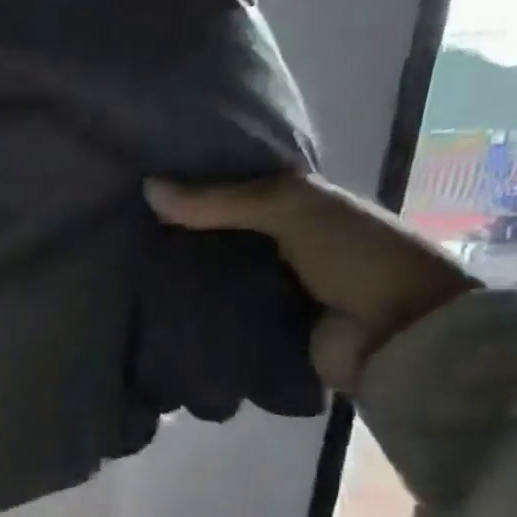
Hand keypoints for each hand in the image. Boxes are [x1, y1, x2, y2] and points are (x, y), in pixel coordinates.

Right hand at [145, 173, 476, 394]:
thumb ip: (223, 201)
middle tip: (118, 226)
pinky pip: (211, 316)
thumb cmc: (357, 256)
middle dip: (174, 232)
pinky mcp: (255, 330)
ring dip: (175, 275)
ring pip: (208, 276)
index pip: (231, 188)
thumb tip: (147, 188)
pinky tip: (146, 305)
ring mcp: (265, 289)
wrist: (398, 336)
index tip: (138, 179)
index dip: (191, 183)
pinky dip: (186, 313)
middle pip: (213, 235)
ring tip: (119, 267)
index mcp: (293, 206)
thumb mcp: (294, 209)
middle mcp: (275, 245)